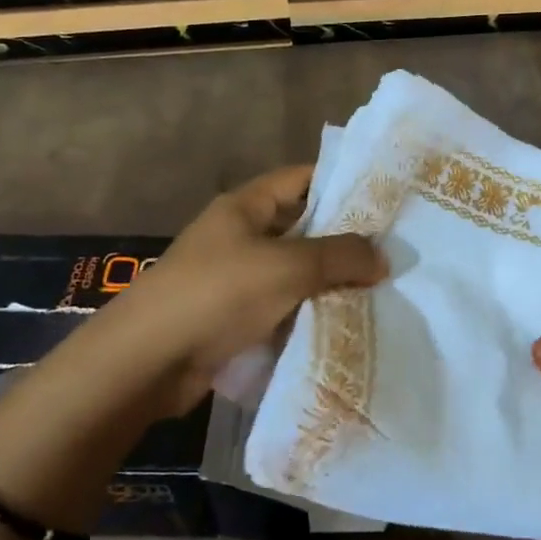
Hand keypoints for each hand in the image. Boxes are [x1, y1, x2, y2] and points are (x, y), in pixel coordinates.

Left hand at [107, 165, 388, 417]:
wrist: (147, 361)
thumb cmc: (217, 294)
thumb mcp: (286, 266)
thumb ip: (339, 256)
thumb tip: (381, 257)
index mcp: (245, 207)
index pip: (301, 178)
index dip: (341, 182)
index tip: (384, 199)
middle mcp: (239, 236)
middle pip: (301, 228)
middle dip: (343, 241)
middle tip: (393, 252)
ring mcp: (234, 279)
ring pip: (293, 273)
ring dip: (328, 283)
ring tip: (381, 291)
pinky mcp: (232, 320)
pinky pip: (280, 309)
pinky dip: (308, 315)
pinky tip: (345, 325)